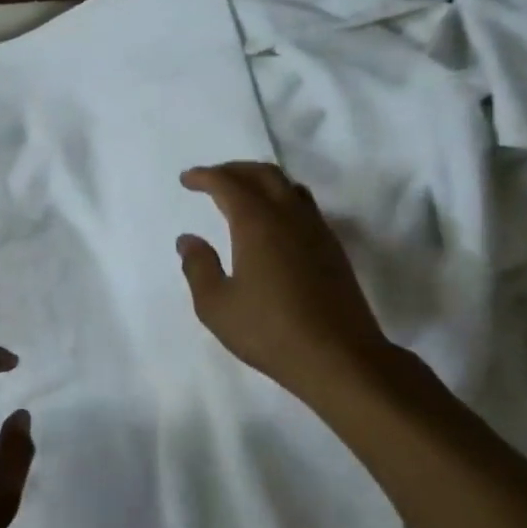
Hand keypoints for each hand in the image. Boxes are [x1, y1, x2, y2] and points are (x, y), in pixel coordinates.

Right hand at [176, 162, 392, 402]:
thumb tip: (188, 240)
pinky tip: (272, 222)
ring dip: (261, 181)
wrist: (339, 358)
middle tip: (212, 178)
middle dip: (234, 169)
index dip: (206, 177)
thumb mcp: (216, 305)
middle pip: (263, 174)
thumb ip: (198, 267)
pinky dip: (282, 199)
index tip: (187, 179)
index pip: (228, 184)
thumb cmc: (269, 331)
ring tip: (242, 193)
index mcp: (257, 224)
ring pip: (289, 187)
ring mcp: (317, 231)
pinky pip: (304, 206)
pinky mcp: (333, 250)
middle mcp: (289, 217)